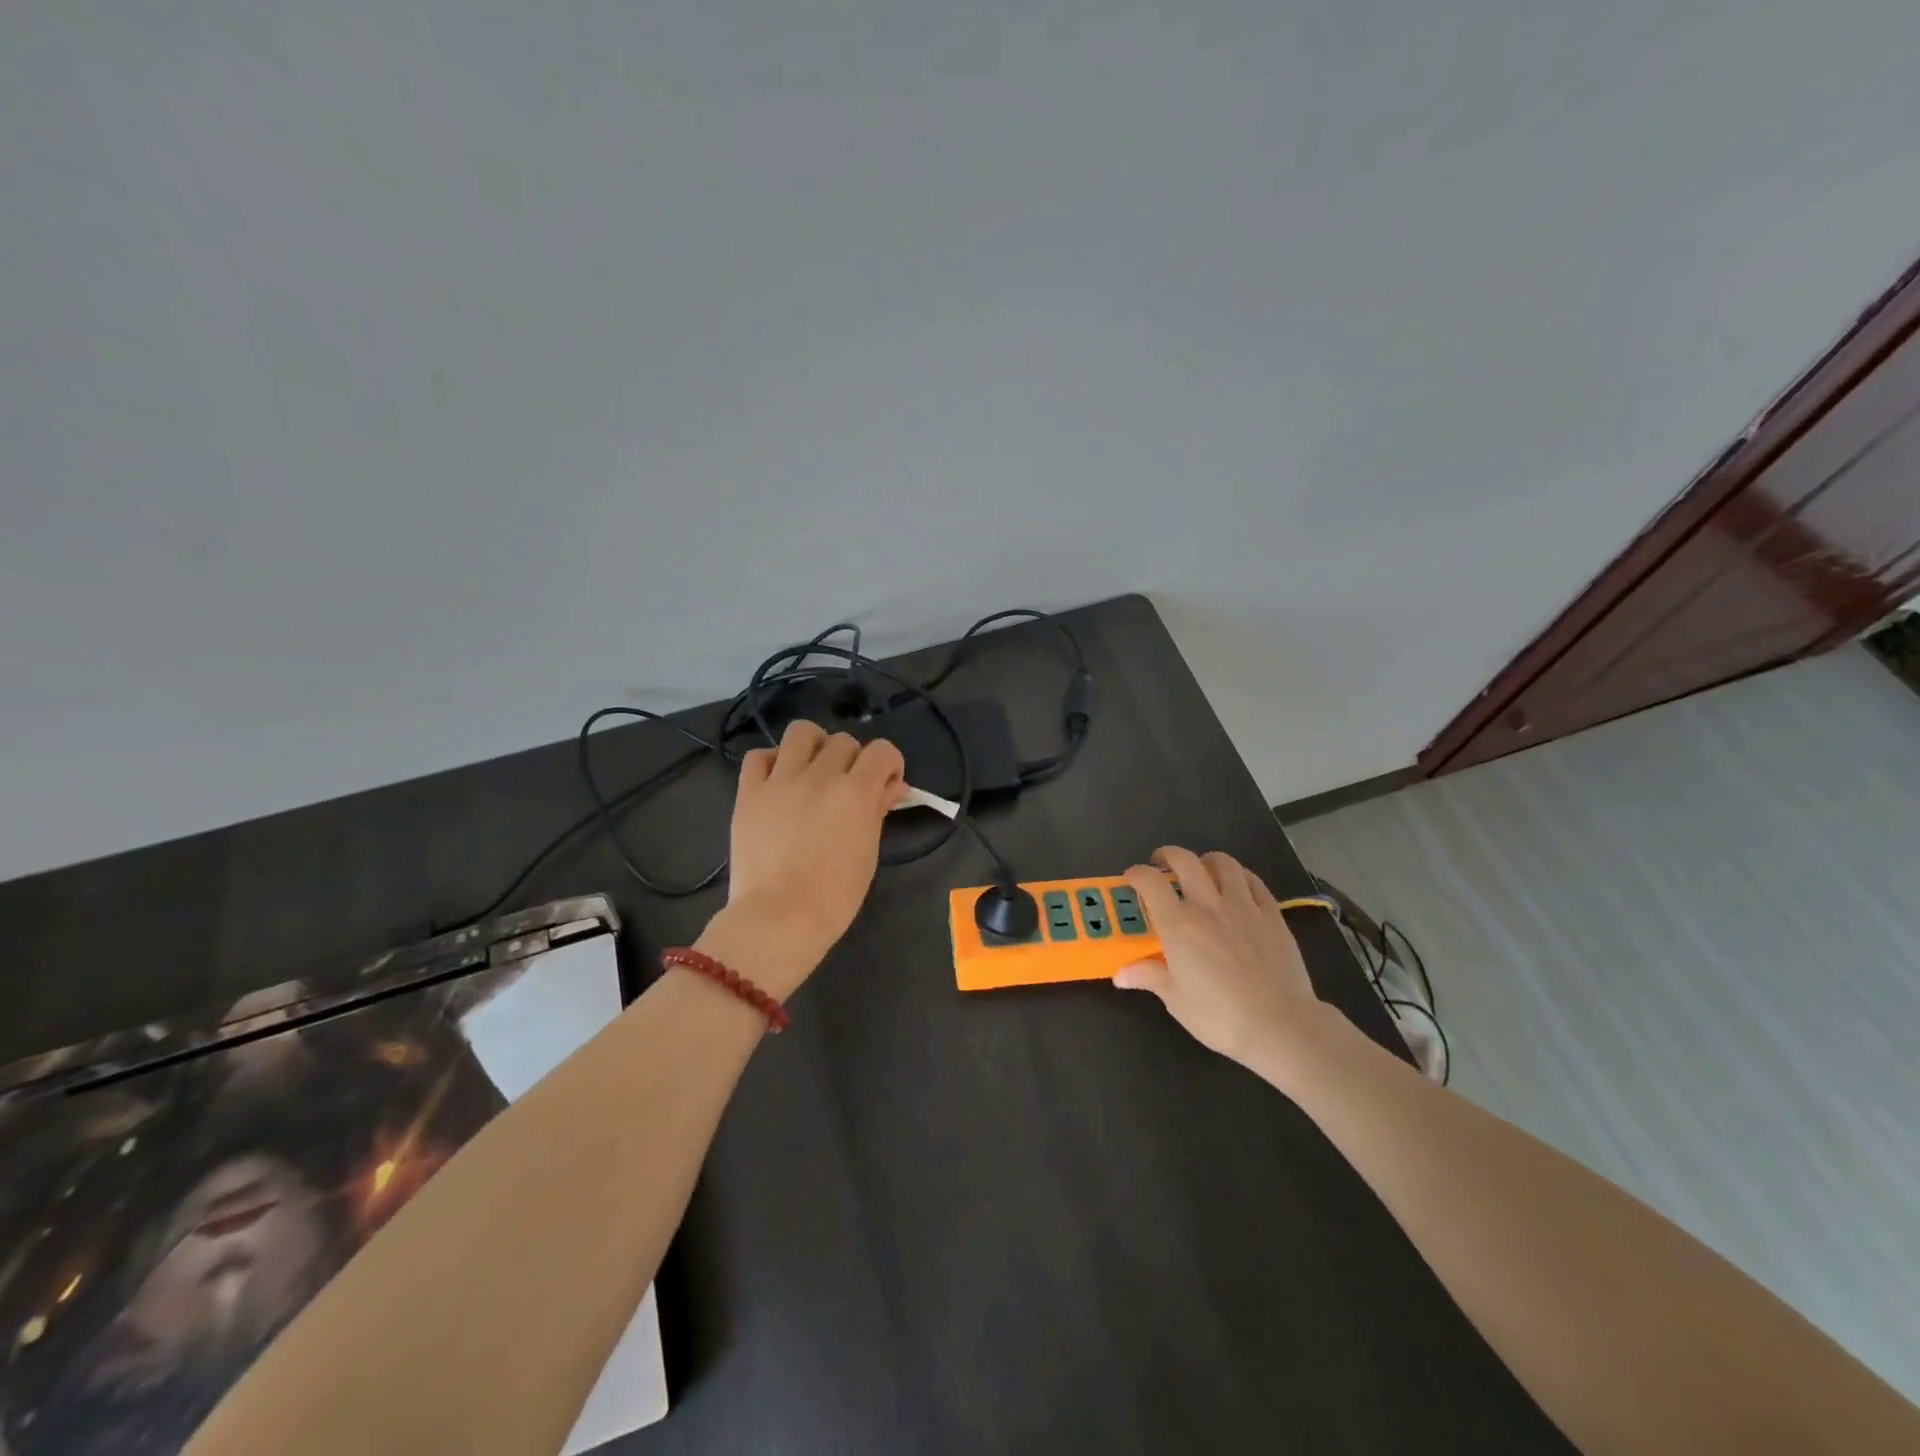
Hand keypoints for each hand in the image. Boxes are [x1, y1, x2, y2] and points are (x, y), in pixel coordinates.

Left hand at [711, 719, 905, 997]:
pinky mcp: (748, 792)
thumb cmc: (834, 895)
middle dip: (853, 760)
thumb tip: (892, 785)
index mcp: (855, 791)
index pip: (882, 750)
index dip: (890, 764)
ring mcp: (780, 780)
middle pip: (844, 741)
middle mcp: (819, 775)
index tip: (886, 784)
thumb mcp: (868, 852)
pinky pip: (758, 756)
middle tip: (848, 787)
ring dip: (814, 746)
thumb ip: (879, 810)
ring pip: (801, 732)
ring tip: (813, 771)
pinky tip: (779, 782)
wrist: (778, 918)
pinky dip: (772, 762)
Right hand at [1113, 846, 1330, 1067]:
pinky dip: (1240, 876)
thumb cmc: (1220, 1016)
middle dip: (1169, 855)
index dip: (1137, 873)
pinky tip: (1237, 886)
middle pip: (1185, 861)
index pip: (1150, 882)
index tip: (1132, 879)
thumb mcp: (1176, 1000)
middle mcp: (1207, 905)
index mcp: (1178, 924)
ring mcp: (1243, 906)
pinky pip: (1254, 881)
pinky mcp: (1272, 914)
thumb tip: (1120, 973)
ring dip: (1206, 861)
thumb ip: (1149, 976)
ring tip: (1202, 871)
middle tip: (1163, 865)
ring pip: (1223, 863)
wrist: (1280, 1025)